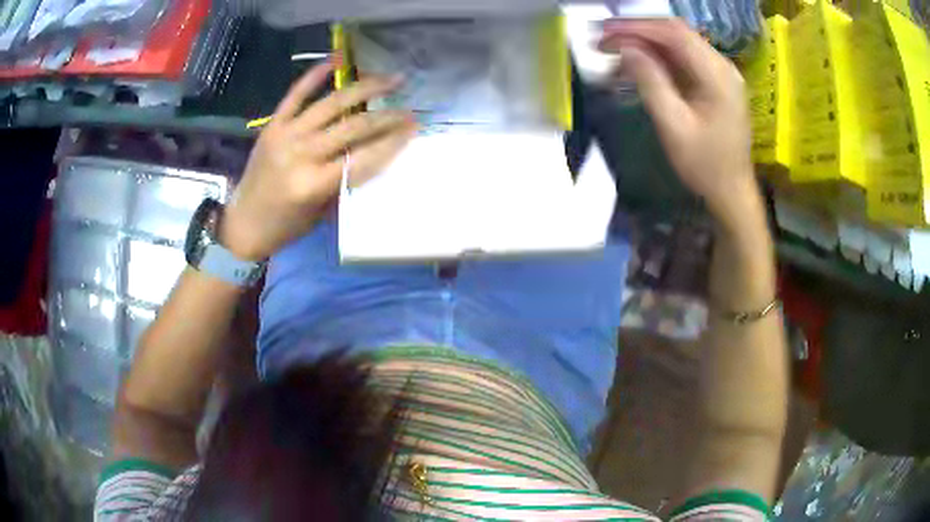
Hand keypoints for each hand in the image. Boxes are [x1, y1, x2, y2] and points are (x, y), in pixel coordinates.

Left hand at [221, 60, 417, 260]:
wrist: (243, 224)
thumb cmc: (285, 227)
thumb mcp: (321, 212)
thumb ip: (346, 181)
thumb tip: (376, 153)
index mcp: (314, 183)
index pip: (364, 157)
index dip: (393, 141)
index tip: (415, 128)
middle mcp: (301, 154)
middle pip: (354, 126)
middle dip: (387, 116)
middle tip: (410, 108)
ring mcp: (286, 134)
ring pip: (332, 103)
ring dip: (364, 88)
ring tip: (390, 79)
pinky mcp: (273, 125)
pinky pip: (296, 94)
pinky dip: (316, 74)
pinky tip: (337, 58)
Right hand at [600, 19, 759, 223]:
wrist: (732, 192)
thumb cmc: (705, 165)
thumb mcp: (674, 126)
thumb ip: (650, 82)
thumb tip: (626, 48)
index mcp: (717, 74)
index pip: (673, 33)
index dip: (636, 27)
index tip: (604, 31)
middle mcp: (722, 66)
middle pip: (675, 33)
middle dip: (638, 33)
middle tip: (604, 41)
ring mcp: (721, 73)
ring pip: (678, 44)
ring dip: (646, 45)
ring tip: (614, 53)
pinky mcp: (716, 82)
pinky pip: (684, 60)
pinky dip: (659, 59)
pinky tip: (637, 66)